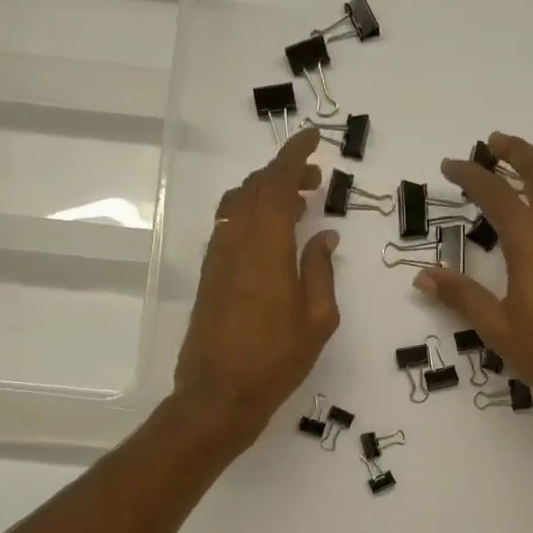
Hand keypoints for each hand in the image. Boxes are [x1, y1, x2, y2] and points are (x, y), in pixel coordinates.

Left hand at [173, 126, 339, 438]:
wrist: (219, 394)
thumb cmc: (276, 360)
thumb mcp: (317, 319)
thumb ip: (320, 270)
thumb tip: (324, 236)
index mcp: (267, 248)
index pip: (278, 184)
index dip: (295, 156)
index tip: (313, 139)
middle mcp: (237, 242)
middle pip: (256, 188)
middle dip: (284, 174)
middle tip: (315, 179)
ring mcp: (218, 258)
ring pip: (238, 205)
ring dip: (266, 194)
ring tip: (297, 205)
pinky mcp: (209, 276)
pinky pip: (229, 228)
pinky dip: (251, 216)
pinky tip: (270, 237)